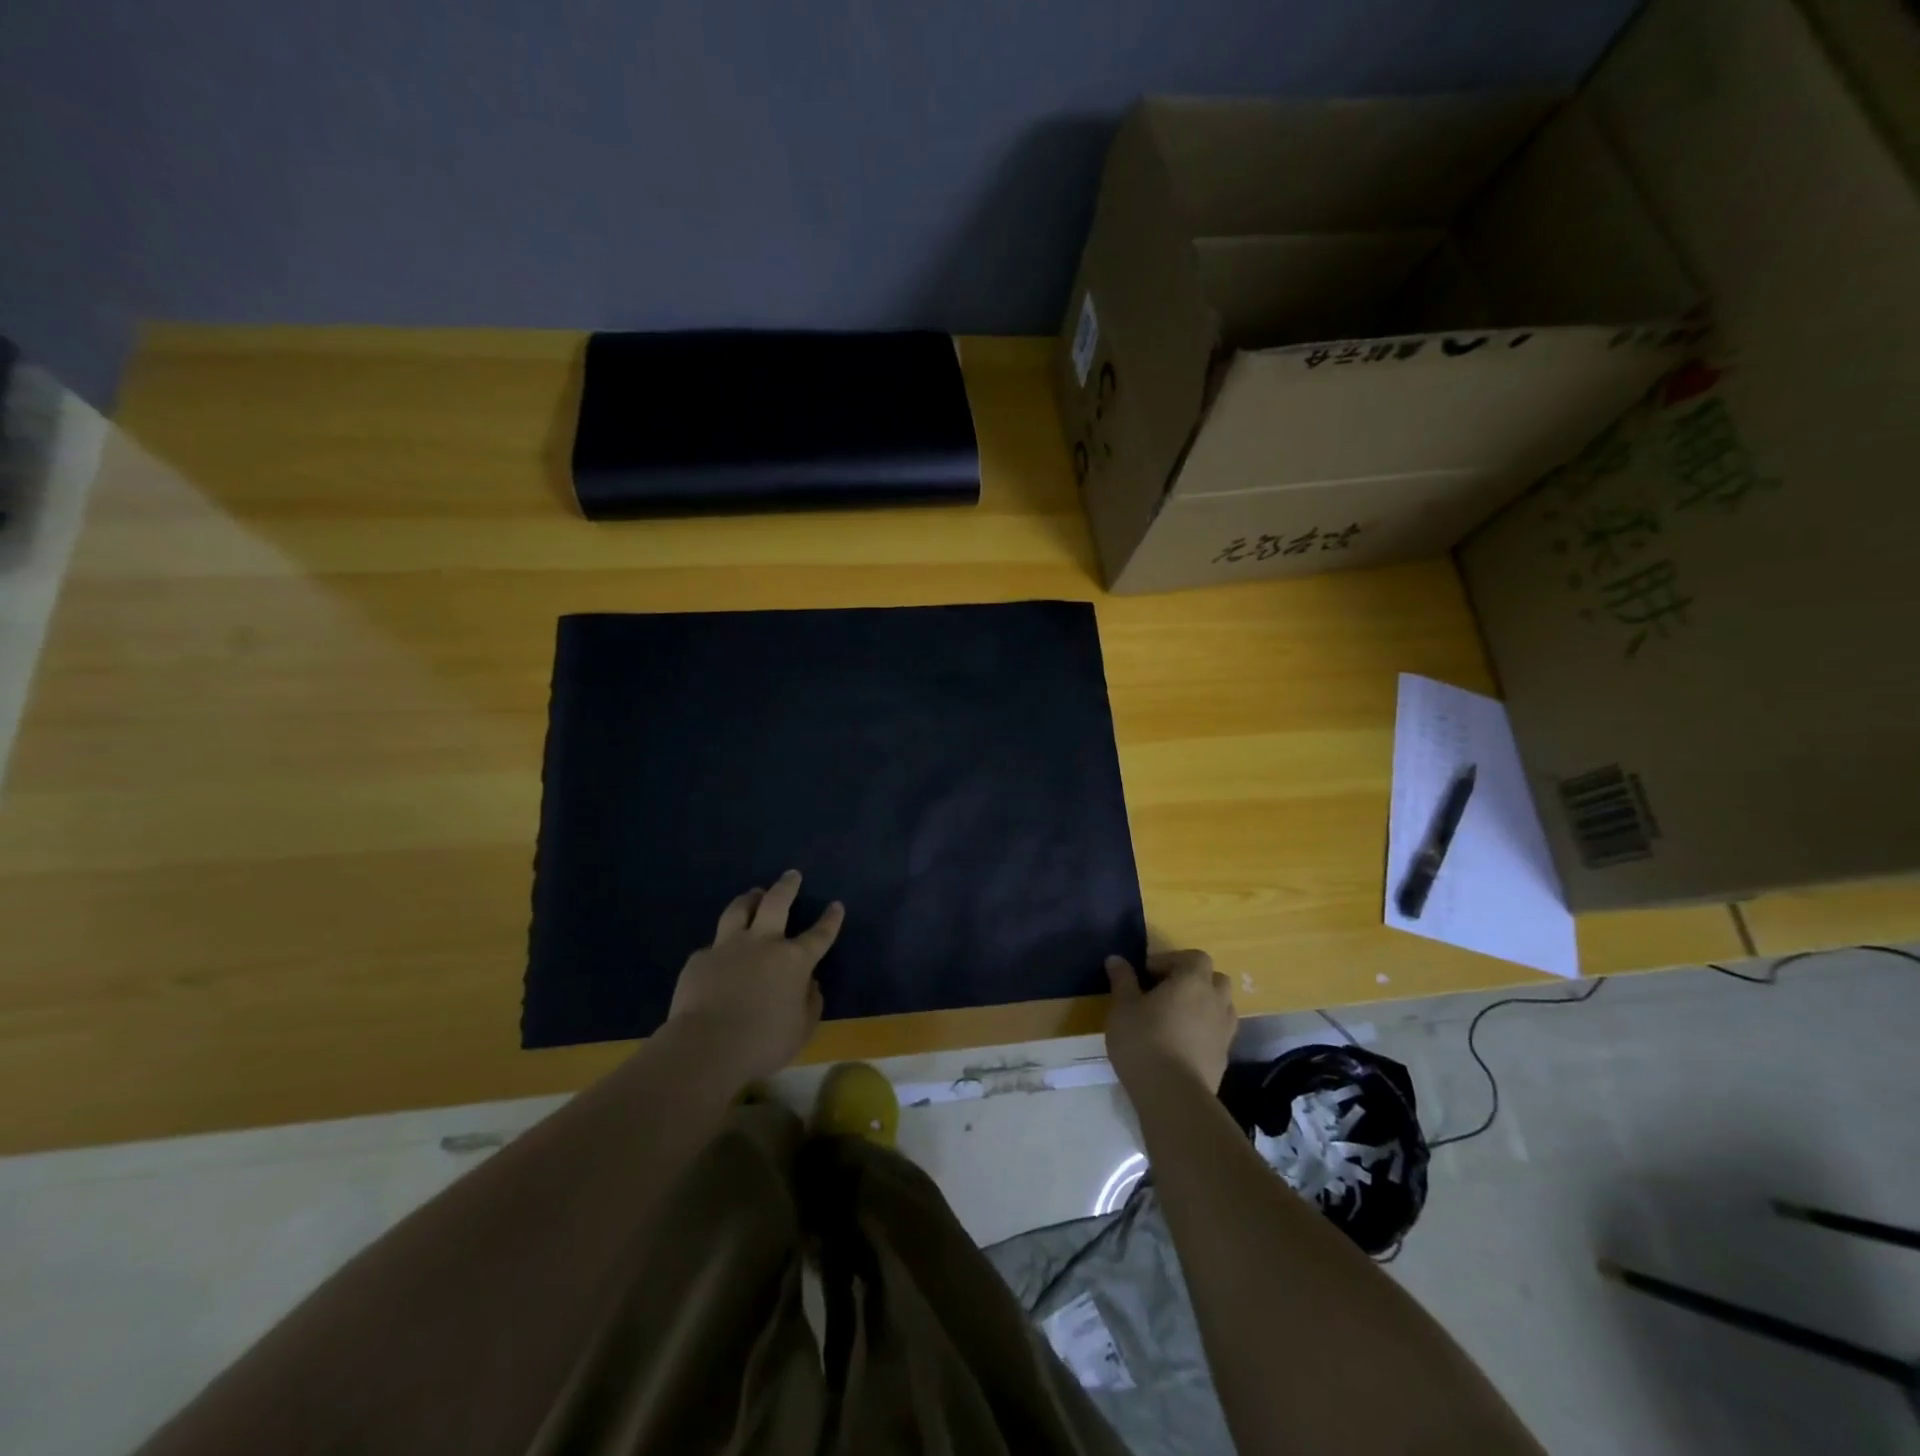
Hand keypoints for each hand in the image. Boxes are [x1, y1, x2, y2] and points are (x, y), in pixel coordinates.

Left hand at [666, 870, 843, 1080]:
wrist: (706, 1046)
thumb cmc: (762, 1043)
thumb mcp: (801, 1030)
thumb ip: (810, 1003)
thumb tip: (810, 984)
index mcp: (794, 960)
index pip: (819, 934)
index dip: (830, 919)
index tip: (836, 905)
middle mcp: (763, 943)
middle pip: (776, 903)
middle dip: (787, 886)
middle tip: (791, 875)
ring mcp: (728, 947)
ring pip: (739, 910)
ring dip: (749, 899)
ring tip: (753, 893)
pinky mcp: (700, 959)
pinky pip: (713, 946)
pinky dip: (720, 946)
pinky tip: (718, 954)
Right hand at [1103, 949, 1236, 1094]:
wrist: (1173, 1096)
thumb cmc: (1144, 1041)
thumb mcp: (1123, 1007)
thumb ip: (1122, 980)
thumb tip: (1116, 959)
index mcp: (1192, 981)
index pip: (1194, 957)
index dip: (1171, 960)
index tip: (1147, 974)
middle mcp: (1215, 1001)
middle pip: (1214, 979)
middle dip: (1193, 980)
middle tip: (1165, 992)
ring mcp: (1224, 1031)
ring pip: (1221, 1006)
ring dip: (1202, 1005)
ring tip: (1175, 1017)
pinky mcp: (1224, 1058)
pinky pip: (1218, 1033)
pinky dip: (1204, 1031)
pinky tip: (1182, 1043)